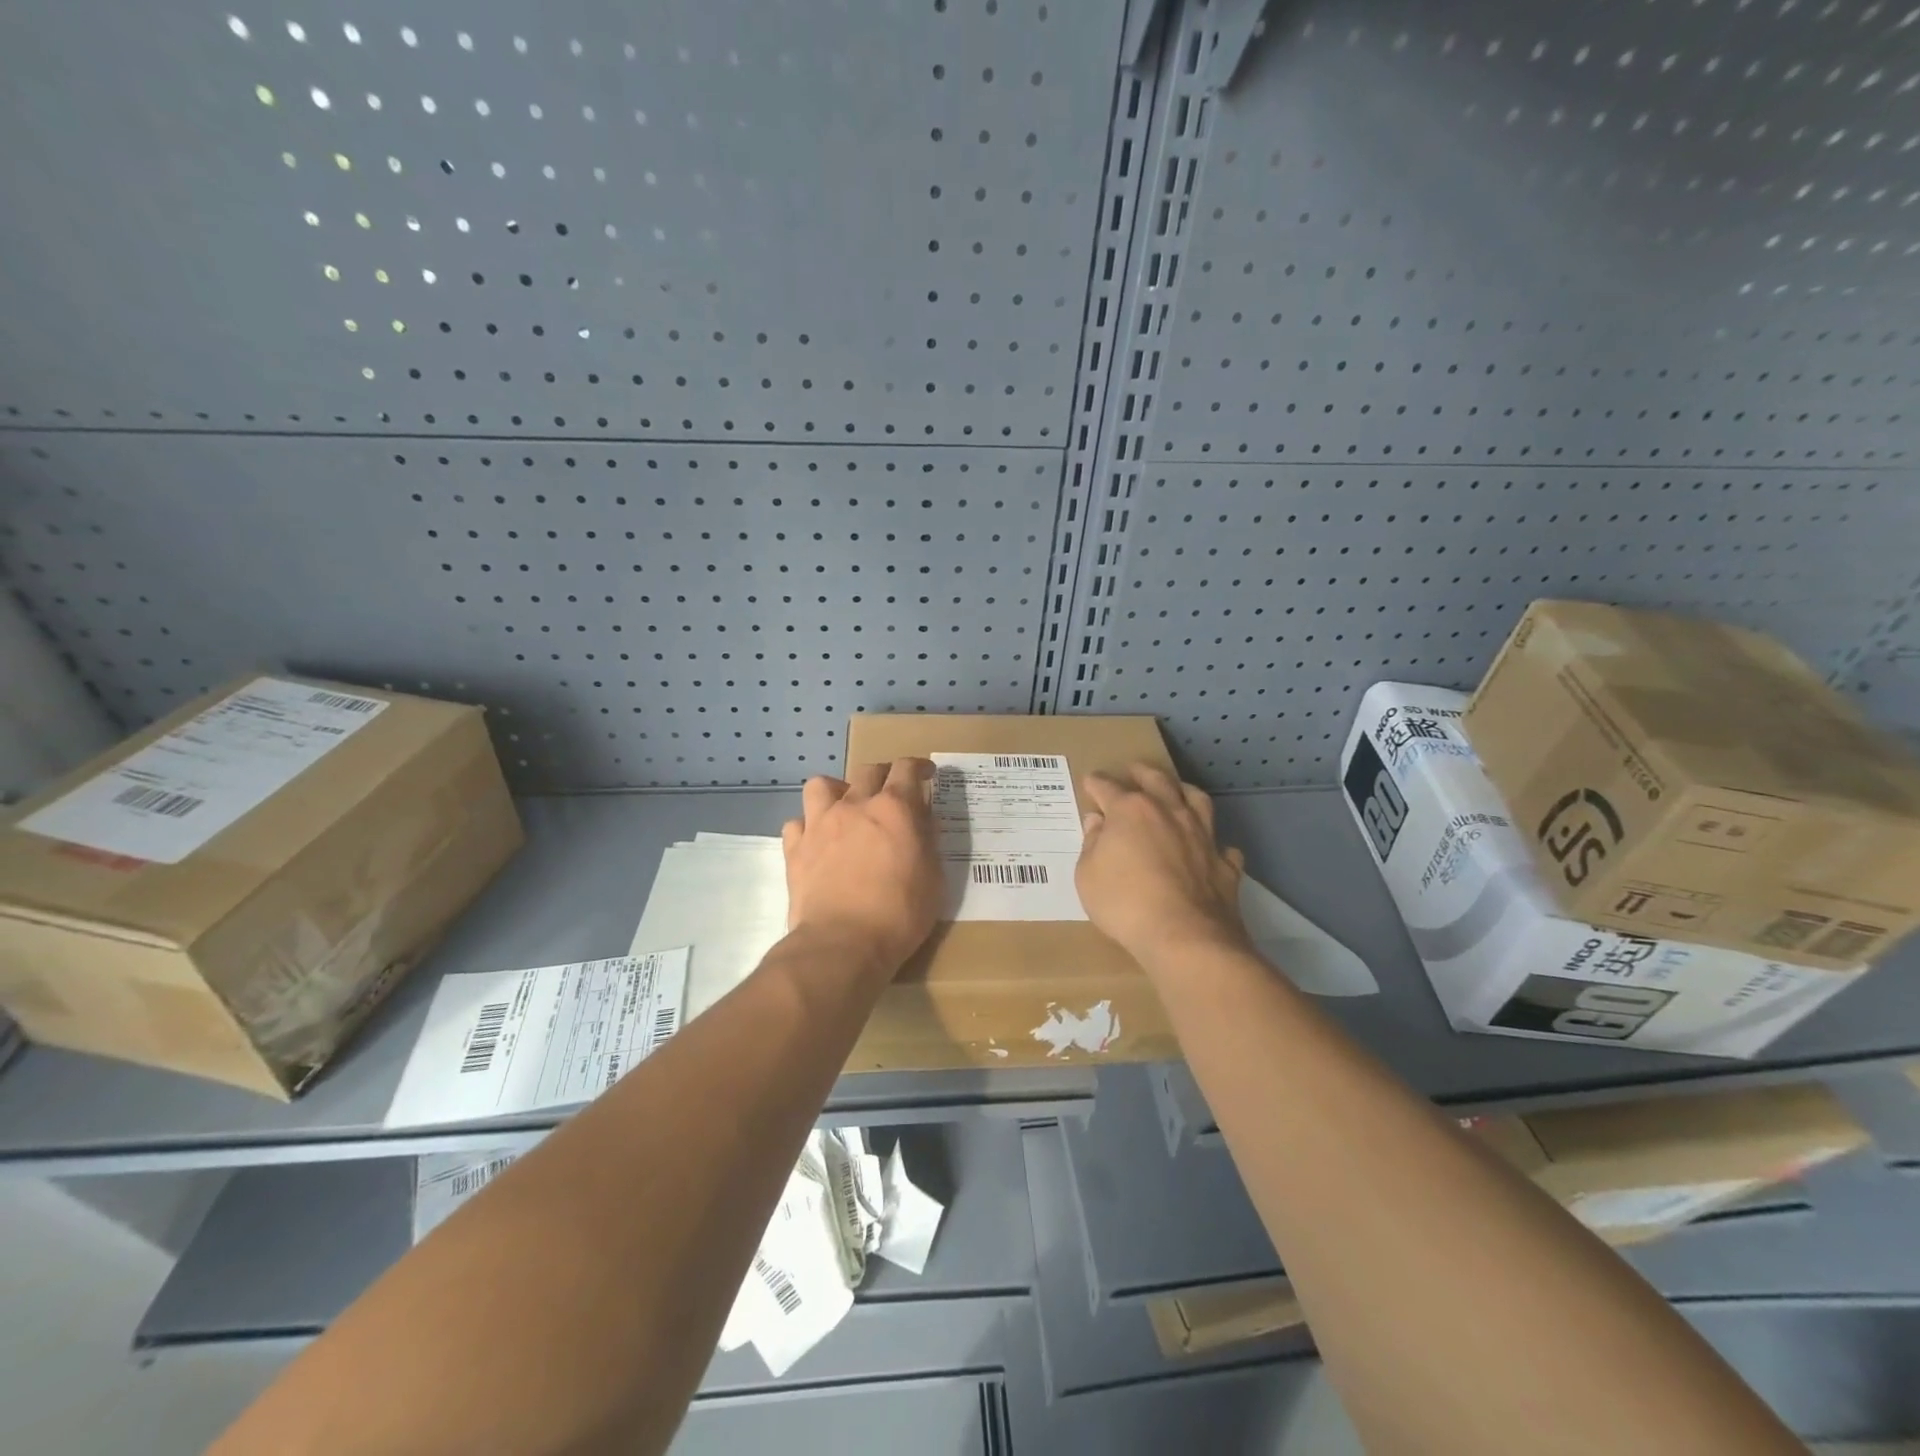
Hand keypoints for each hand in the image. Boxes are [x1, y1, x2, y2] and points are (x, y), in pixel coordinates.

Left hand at [782, 759, 942, 973]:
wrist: (842, 944)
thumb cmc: (899, 914)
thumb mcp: (933, 879)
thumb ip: (928, 842)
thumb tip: (923, 821)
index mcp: (894, 809)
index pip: (906, 769)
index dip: (918, 766)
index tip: (925, 774)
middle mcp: (854, 806)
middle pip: (867, 770)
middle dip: (883, 775)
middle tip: (891, 792)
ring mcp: (820, 825)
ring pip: (821, 785)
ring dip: (836, 791)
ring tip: (844, 808)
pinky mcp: (795, 849)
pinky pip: (797, 823)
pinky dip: (808, 827)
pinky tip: (817, 841)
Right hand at [1077, 764, 1247, 966]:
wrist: (1185, 937)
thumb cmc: (1124, 903)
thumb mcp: (1088, 876)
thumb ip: (1091, 844)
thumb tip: (1098, 822)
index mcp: (1131, 810)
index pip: (1108, 787)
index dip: (1096, 784)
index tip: (1090, 782)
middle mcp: (1169, 812)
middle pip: (1157, 780)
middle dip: (1142, 772)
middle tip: (1133, 770)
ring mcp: (1202, 835)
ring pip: (1197, 800)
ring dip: (1183, 791)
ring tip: (1176, 790)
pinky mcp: (1225, 863)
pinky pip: (1222, 845)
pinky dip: (1214, 842)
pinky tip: (1210, 847)